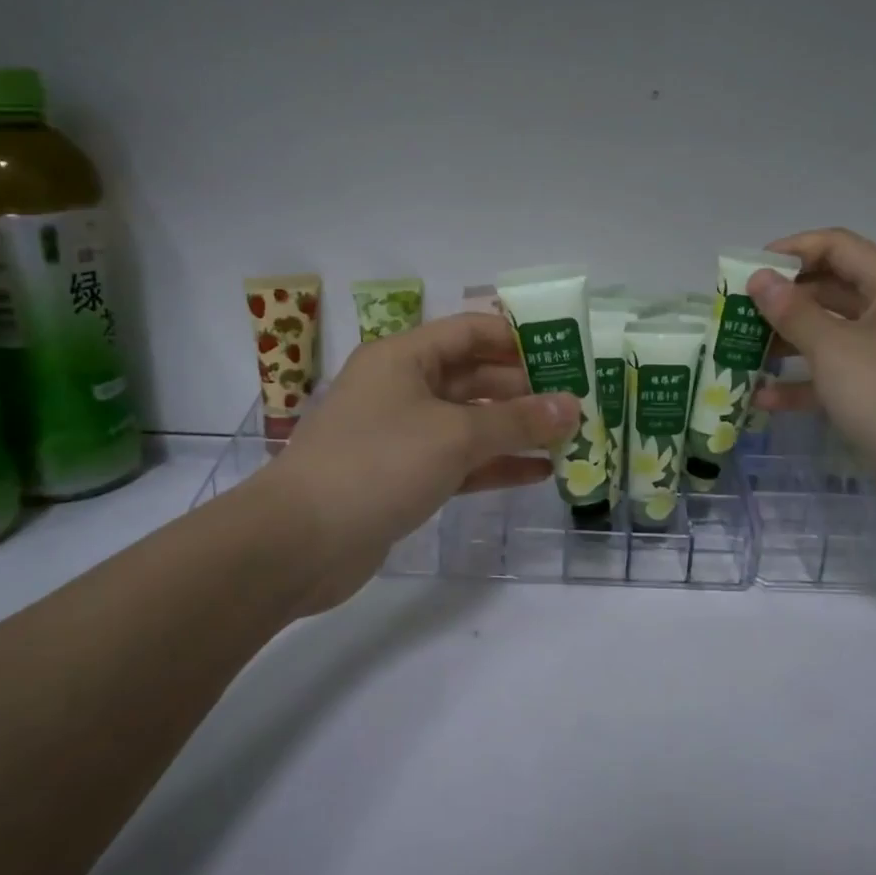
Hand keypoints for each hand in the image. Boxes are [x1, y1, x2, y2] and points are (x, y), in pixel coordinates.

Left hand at [257, 313, 578, 604]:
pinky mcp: (402, 476)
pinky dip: (494, 464)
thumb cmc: (378, 464)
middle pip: (473, 377)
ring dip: (515, 429)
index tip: (566, 356)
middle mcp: (402, 387)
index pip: (471, 332)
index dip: (519, 340)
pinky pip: (458, 461)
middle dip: (525, 390)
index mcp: (404, 357)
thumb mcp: (455, 435)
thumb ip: (517, 420)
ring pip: (468, 422)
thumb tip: (572, 407)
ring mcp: (401, 434)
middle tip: (577, 404)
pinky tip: (537, 473)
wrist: (299, 542)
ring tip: (567, 438)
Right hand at [748, 227, 875, 519]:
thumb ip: (792, 312)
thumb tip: (759, 278)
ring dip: (787, 342)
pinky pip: (837, 375)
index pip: (836, 246)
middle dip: (782, 301)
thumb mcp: (835, 350)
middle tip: (737, 314)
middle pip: (831, 289)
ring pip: (830, 334)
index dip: (790, 251)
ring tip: (741, 352)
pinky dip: (804, 383)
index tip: (746, 270)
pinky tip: (764, 398)